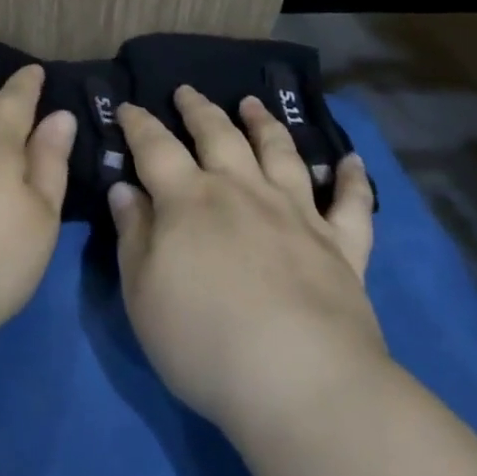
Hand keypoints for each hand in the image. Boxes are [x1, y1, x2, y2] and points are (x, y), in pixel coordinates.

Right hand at [109, 88, 385, 443]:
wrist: (302, 384)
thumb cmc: (205, 342)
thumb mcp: (143, 294)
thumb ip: (133, 234)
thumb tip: (124, 189)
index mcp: (189, 200)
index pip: (155, 147)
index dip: (139, 124)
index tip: (128, 106)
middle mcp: (242, 191)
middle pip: (218, 135)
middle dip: (199, 109)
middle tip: (187, 90)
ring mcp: (296, 214)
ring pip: (279, 153)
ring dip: (264, 124)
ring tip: (254, 103)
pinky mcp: (341, 246)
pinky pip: (350, 205)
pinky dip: (351, 179)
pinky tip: (352, 160)